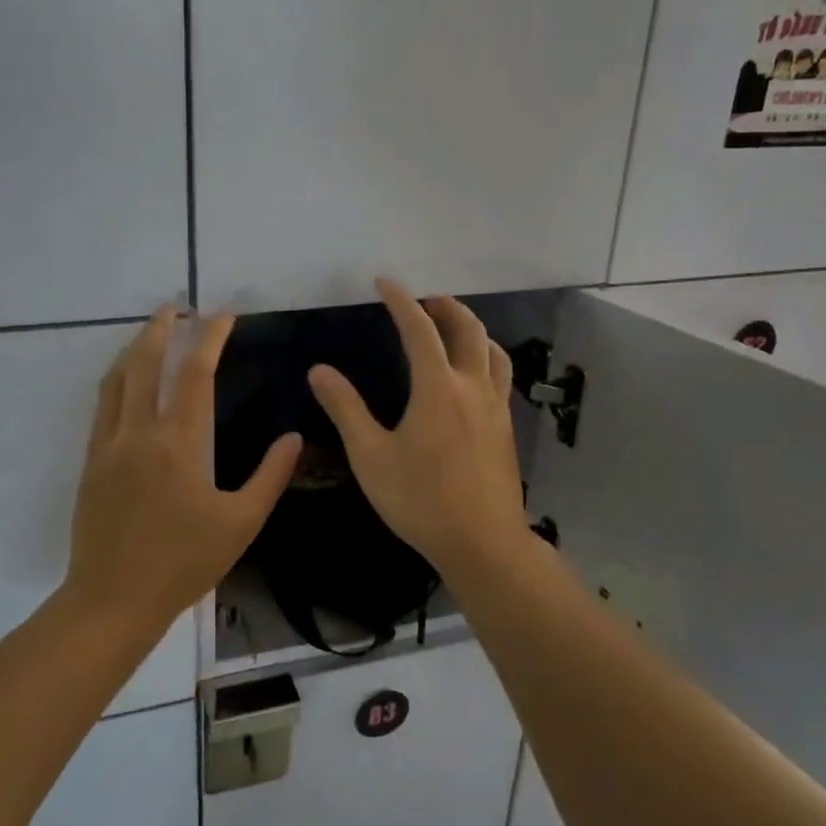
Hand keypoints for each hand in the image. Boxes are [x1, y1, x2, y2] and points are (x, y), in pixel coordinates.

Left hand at [67, 307, 301, 627]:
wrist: (113, 599)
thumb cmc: (183, 563)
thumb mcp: (241, 524)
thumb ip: (270, 477)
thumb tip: (294, 437)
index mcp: (179, 443)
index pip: (196, 373)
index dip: (211, 337)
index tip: (224, 314)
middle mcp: (139, 432)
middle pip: (146, 362)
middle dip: (162, 327)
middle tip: (177, 306)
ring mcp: (108, 445)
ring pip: (117, 378)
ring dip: (135, 347)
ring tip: (152, 332)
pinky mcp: (91, 461)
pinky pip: (102, 405)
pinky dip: (116, 379)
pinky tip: (125, 380)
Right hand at [308, 280, 532, 578]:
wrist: (482, 543)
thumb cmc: (420, 500)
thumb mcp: (370, 456)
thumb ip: (346, 409)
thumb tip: (319, 371)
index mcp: (438, 388)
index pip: (419, 329)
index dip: (401, 301)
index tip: (385, 282)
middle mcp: (473, 388)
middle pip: (468, 330)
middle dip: (446, 307)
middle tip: (426, 300)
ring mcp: (496, 408)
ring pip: (493, 351)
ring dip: (473, 330)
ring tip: (454, 328)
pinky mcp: (506, 429)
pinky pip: (500, 378)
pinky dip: (486, 358)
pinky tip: (474, 377)